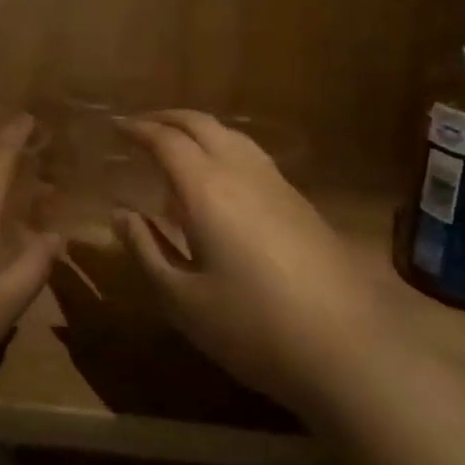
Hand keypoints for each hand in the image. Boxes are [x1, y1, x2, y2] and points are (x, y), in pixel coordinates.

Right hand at [116, 110, 374, 419]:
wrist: (348, 347)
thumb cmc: (252, 326)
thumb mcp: (182, 300)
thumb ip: (145, 250)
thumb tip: (120, 214)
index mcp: (206, 189)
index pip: (166, 140)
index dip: (138, 129)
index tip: (116, 126)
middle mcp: (241, 172)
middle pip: (201, 124)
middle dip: (167, 117)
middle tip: (141, 125)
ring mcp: (276, 184)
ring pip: (231, 135)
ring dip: (198, 129)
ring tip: (177, 146)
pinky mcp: (299, 202)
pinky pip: (251, 155)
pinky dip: (223, 148)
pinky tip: (220, 180)